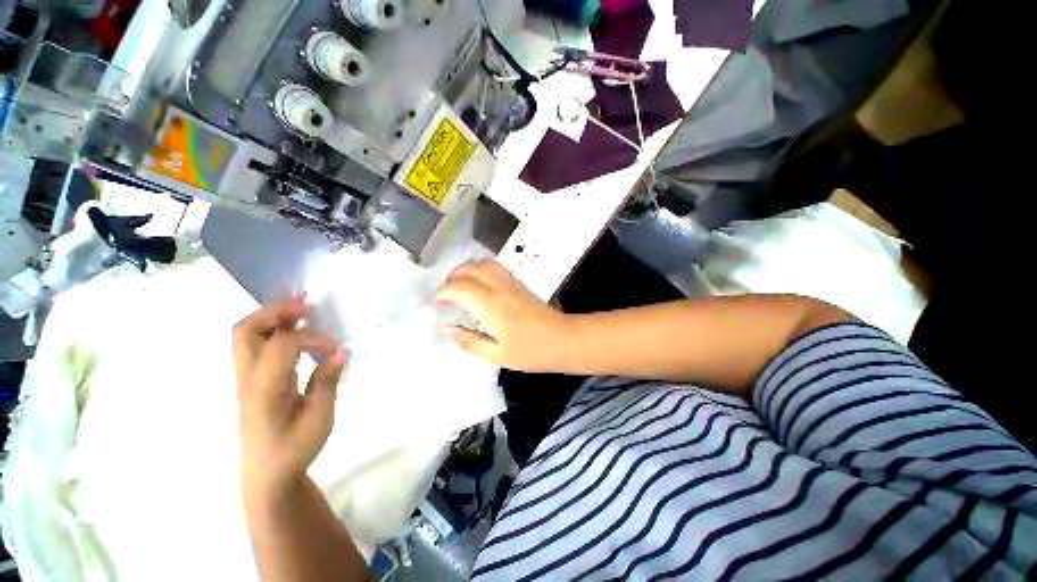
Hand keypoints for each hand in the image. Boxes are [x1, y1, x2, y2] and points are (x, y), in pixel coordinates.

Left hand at [232, 295, 348, 497]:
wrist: (267, 474)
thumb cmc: (294, 448)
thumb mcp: (320, 418)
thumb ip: (328, 381)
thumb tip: (342, 350)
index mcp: (264, 390)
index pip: (282, 346)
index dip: (312, 338)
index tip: (335, 345)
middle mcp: (248, 379)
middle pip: (246, 330)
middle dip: (276, 311)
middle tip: (307, 305)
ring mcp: (247, 378)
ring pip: (247, 334)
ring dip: (273, 315)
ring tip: (303, 305)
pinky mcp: (254, 380)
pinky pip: (257, 345)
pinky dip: (276, 328)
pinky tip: (297, 325)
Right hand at [435, 260, 573, 371]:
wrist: (563, 340)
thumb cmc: (531, 352)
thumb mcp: (496, 355)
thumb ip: (468, 340)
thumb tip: (446, 328)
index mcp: (492, 307)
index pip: (460, 288)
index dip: (443, 292)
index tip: (437, 302)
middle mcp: (500, 288)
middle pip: (470, 268)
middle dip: (453, 276)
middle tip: (446, 293)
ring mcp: (511, 282)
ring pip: (484, 263)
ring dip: (466, 269)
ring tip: (459, 285)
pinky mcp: (519, 283)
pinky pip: (495, 267)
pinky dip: (481, 269)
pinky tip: (479, 283)